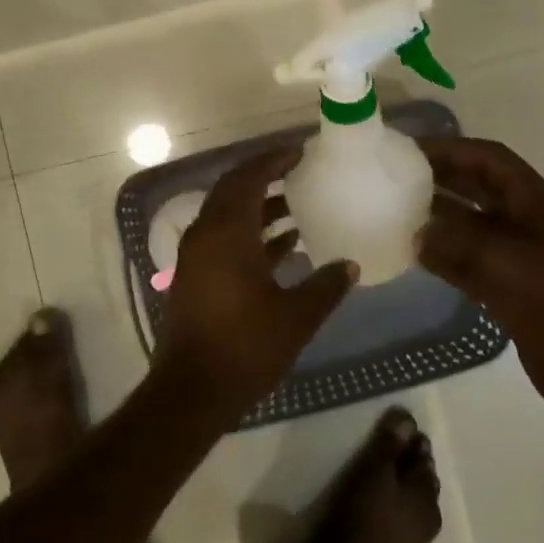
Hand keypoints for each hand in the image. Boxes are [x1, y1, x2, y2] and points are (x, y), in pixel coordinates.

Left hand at [160, 145, 358, 422]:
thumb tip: (351, 265)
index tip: (298, 152)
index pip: (248, 178)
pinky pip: (223, 239)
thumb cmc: (246, 347)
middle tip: (298, 172)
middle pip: (233, 191)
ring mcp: (196, 257)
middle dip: (264, 178)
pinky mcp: (195, 277)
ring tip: (297, 206)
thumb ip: (326, 286)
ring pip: (228, 216)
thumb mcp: (296, 316)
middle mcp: (206, 235)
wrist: (193, 390)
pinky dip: (249, 234)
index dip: (272, 161)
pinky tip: (283, 245)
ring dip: (258, 207)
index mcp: (227, 233)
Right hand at [416, 136, 543, 421]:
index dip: (453, 149)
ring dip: (439, 214)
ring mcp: (517, 252)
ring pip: (471, 221)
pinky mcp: (508, 282)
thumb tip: (417, 231)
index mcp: (536, 203)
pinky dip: (443, 251)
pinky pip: (468, 256)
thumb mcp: (502, 260)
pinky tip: (413, 252)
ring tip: (398, 209)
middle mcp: (526, 220)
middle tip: (398, 176)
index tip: (413, 150)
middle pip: (479, 186)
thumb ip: (456, 239)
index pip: (490, 159)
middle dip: (441, 177)